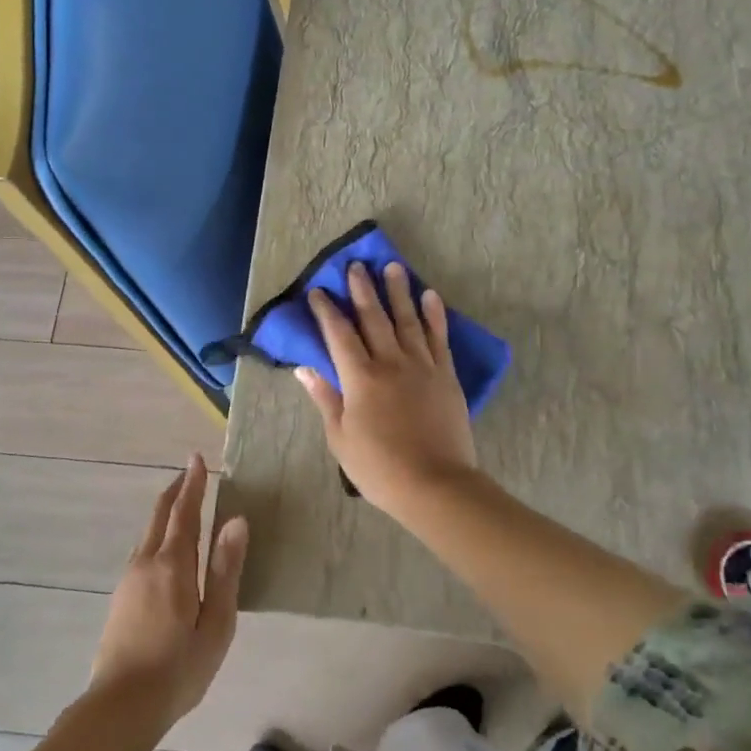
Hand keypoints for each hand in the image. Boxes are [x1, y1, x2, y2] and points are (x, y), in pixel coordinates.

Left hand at [89, 454, 246, 734]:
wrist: (121, 707)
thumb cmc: (179, 667)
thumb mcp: (216, 622)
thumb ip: (225, 569)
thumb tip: (236, 521)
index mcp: (173, 565)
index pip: (184, 512)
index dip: (193, 484)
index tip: (198, 458)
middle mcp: (146, 562)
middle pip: (160, 515)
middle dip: (176, 490)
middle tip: (191, 471)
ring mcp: (129, 579)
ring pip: (148, 533)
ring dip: (165, 512)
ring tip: (182, 505)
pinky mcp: (121, 597)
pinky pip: (142, 551)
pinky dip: (157, 534)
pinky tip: (165, 549)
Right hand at [296, 261, 477, 518]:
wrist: (434, 484)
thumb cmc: (379, 467)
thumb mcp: (340, 437)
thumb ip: (325, 398)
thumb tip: (305, 369)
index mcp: (360, 378)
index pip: (339, 334)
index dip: (328, 311)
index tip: (318, 291)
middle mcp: (390, 363)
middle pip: (374, 318)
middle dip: (363, 290)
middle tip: (356, 265)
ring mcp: (422, 366)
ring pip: (408, 320)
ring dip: (399, 292)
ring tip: (393, 267)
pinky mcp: (446, 376)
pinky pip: (439, 338)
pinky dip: (435, 315)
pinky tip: (430, 296)